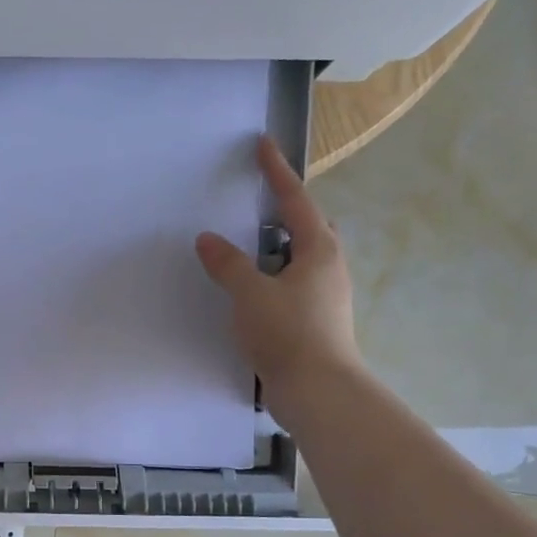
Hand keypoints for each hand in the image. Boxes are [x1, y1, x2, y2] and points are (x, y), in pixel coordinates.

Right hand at [196, 136, 360, 383]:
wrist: (318, 391)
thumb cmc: (288, 333)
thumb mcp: (251, 294)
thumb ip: (228, 265)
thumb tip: (208, 239)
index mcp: (318, 251)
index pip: (294, 200)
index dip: (276, 172)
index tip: (264, 145)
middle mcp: (328, 268)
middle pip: (308, 228)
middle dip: (286, 212)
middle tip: (259, 203)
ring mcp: (325, 297)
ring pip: (301, 260)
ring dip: (277, 249)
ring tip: (248, 249)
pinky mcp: (315, 322)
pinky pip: (292, 286)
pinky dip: (272, 278)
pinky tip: (252, 292)